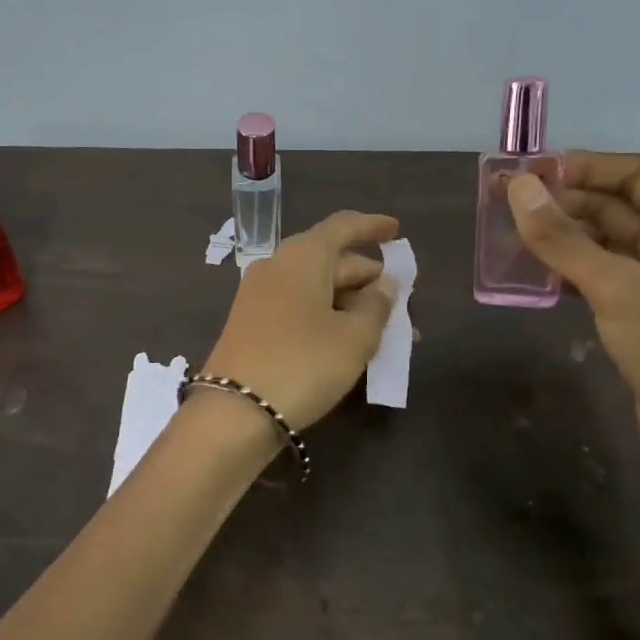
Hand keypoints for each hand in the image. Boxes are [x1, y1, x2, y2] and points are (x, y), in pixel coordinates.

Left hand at [201, 211, 399, 430]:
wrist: (234, 413)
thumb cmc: (303, 364)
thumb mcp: (354, 337)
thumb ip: (377, 306)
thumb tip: (383, 286)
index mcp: (302, 256)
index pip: (343, 226)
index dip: (373, 226)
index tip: (397, 232)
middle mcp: (278, 266)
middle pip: (333, 261)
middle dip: (371, 280)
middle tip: (406, 302)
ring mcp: (261, 296)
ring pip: (319, 290)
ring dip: (355, 306)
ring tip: (391, 333)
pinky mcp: (254, 325)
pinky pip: (302, 309)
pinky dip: (331, 319)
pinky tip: (354, 343)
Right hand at [506, 154, 639, 505]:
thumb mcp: (618, 289)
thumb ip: (564, 239)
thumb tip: (518, 186)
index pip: (634, 175)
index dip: (583, 167)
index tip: (528, 175)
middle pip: (617, 208)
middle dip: (564, 203)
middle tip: (504, 206)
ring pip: (605, 247)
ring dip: (562, 239)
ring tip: (509, 239)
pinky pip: (601, 283)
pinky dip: (569, 275)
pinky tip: (534, 280)